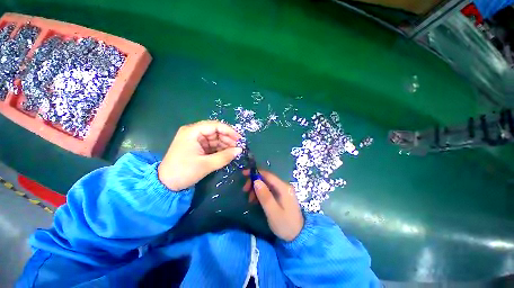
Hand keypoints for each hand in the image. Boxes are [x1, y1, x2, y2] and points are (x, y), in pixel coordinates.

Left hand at [158, 120, 242, 190]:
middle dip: (227, 138)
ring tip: (234, 151)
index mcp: (192, 132)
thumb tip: (240, 150)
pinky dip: (220, 149)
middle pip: (215, 131)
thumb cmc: (184, 172)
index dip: (229, 131)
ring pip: (215, 138)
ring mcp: (195, 140)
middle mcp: (194, 132)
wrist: (166, 184)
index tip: (240, 139)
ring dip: (225, 144)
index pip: (215, 125)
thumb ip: (225, 156)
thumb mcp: (206, 164)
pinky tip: (227, 153)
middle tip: (238, 147)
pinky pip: (212, 145)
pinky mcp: (197, 147)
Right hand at [243, 170, 303, 241]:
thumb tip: (256, 181)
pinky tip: (255, 200)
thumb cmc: (285, 225)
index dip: (255, 173)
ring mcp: (282, 190)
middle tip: (245, 190)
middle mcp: (283, 186)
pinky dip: (260, 193)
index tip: (244, 174)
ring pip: (266, 184)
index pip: (268, 175)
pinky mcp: (281, 195)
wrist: (298, 235)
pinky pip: (268, 190)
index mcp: (283, 187)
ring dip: (256, 189)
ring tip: (250, 199)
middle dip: (254, 182)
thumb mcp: (273, 212)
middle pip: (266, 178)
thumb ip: (265, 196)